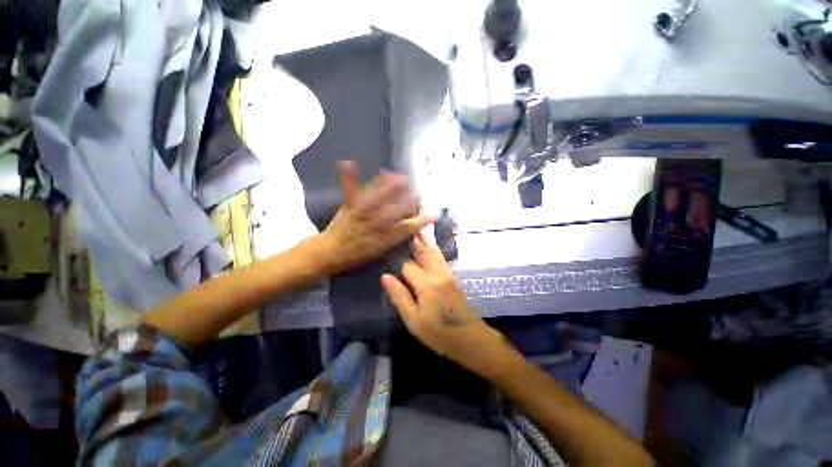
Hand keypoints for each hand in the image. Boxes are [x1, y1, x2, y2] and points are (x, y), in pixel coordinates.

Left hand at [320, 161, 434, 273]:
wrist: (329, 253)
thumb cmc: (355, 255)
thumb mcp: (378, 252)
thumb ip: (393, 240)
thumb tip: (409, 227)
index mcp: (382, 240)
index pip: (406, 230)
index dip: (421, 222)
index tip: (434, 215)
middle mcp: (373, 226)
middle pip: (393, 214)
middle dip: (408, 204)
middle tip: (419, 194)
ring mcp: (360, 215)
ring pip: (377, 200)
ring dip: (390, 188)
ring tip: (401, 177)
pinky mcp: (348, 207)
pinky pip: (349, 192)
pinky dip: (349, 178)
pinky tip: (348, 163)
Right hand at [382, 234, 500, 367]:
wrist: (470, 338)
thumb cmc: (439, 334)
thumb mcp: (414, 321)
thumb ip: (400, 296)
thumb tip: (385, 276)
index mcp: (427, 285)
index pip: (407, 265)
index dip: (396, 258)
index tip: (385, 248)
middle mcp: (438, 273)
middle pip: (422, 252)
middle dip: (411, 240)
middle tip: (401, 226)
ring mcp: (447, 273)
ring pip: (433, 251)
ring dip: (424, 239)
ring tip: (414, 227)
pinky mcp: (452, 276)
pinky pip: (441, 256)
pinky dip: (433, 246)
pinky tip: (429, 243)